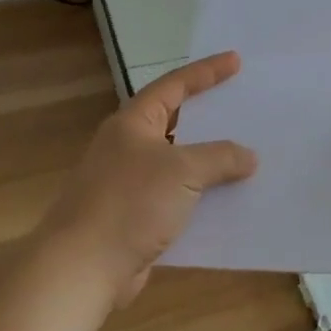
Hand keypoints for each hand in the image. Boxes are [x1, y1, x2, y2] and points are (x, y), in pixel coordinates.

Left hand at [42, 52, 257, 305]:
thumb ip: (220, 157)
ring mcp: (128, 184)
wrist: (80, 270)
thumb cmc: (129, 204)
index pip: (174, 85)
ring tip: (246, 155)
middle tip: (243, 106)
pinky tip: (228, 202)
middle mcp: (128, 147)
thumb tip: (249, 157)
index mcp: (133, 123)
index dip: (206, 72)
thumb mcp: (183, 171)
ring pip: (178, 163)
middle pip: (176, 122)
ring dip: (209, 162)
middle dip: (210, 116)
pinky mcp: (134, 218)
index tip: (236, 61)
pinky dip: (201, 197)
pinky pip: (177, 198)